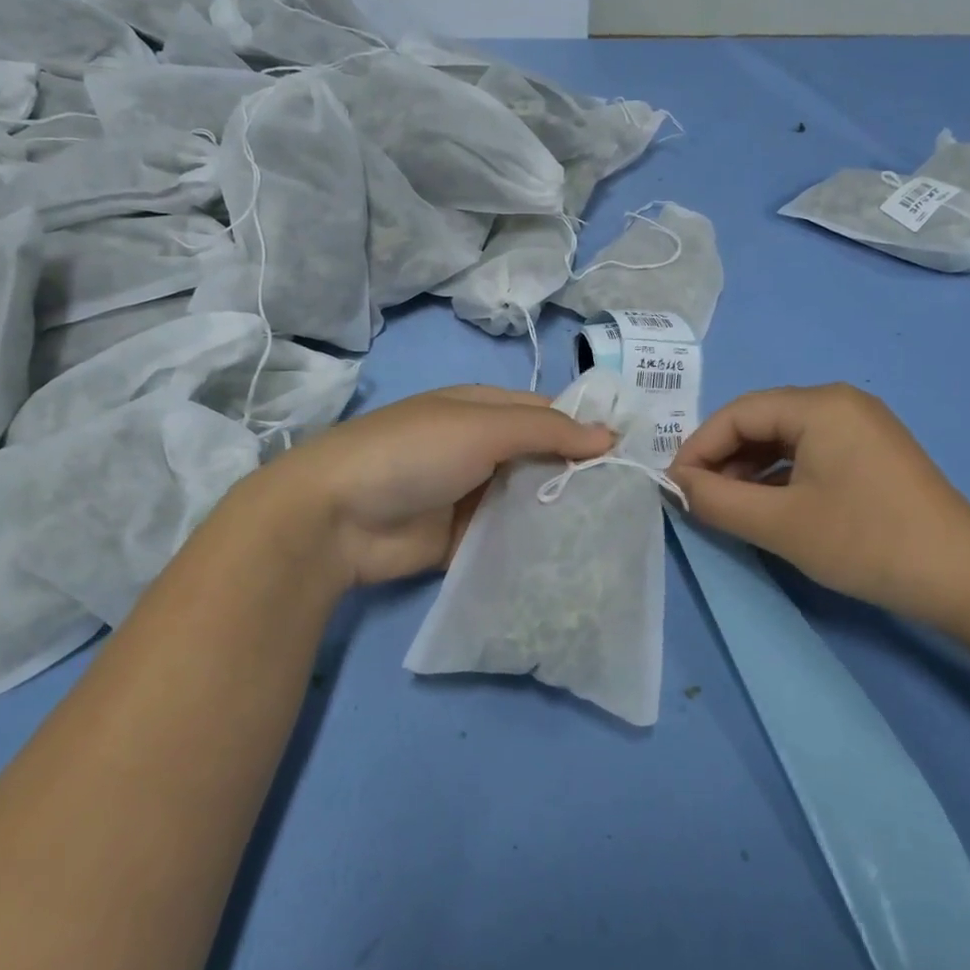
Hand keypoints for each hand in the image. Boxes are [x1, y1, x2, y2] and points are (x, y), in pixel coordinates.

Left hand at [256, 385, 613, 586]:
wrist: (337, 517)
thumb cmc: (414, 452)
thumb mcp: (483, 426)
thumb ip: (547, 431)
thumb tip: (608, 435)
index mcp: (482, 410)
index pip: (547, 413)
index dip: (586, 428)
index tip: (632, 453)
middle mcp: (481, 449)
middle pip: (541, 459)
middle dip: (579, 475)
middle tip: (630, 500)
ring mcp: (471, 496)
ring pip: (529, 501)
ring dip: (561, 513)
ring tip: (614, 532)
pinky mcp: (463, 540)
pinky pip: (509, 539)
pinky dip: (535, 546)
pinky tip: (575, 560)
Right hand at [668, 384, 969, 626]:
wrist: (965, 578)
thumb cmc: (865, 541)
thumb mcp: (780, 524)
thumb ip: (716, 500)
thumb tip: (675, 484)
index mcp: (819, 404)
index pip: (738, 413)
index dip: (698, 448)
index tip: (673, 487)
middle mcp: (840, 402)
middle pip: (761, 421)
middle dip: (723, 459)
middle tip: (698, 500)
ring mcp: (861, 426)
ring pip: (785, 439)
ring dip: (750, 470)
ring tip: (729, 507)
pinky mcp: (873, 453)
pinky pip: (811, 453)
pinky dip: (780, 477)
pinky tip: (769, 507)